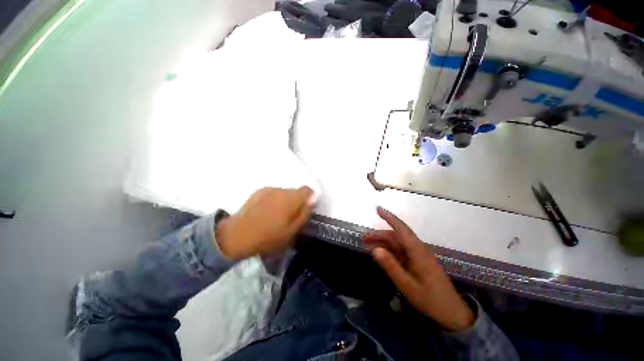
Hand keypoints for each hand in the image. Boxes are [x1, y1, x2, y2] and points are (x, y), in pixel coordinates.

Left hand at [215, 187, 314, 259]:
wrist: (237, 235)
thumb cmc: (268, 237)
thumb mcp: (292, 231)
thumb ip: (305, 213)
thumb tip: (313, 199)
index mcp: (291, 199)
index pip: (307, 190)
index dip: (309, 198)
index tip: (305, 209)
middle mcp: (281, 190)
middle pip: (295, 191)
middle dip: (296, 202)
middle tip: (289, 217)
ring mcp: (269, 189)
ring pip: (284, 193)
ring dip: (285, 201)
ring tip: (276, 216)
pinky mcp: (259, 191)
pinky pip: (274, 193)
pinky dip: (275, 200)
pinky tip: (266, 212)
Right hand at [364, 207, 474, 330]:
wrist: (451, 312)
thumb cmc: (430, 299)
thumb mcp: (407, 285)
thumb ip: (391, 266)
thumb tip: (375, 250)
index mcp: (418, 251)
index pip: (401, 229)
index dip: (389, 217)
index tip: (377, 208)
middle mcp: (418, 249)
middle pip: (396, 236)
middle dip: (379, 235)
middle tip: (364, 238)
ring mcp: (418, 255)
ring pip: (397, 243)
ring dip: (383, 242)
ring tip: (368, 244)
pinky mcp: (417, 261)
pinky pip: (401, 251)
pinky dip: (389, 250)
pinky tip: (381, 253)